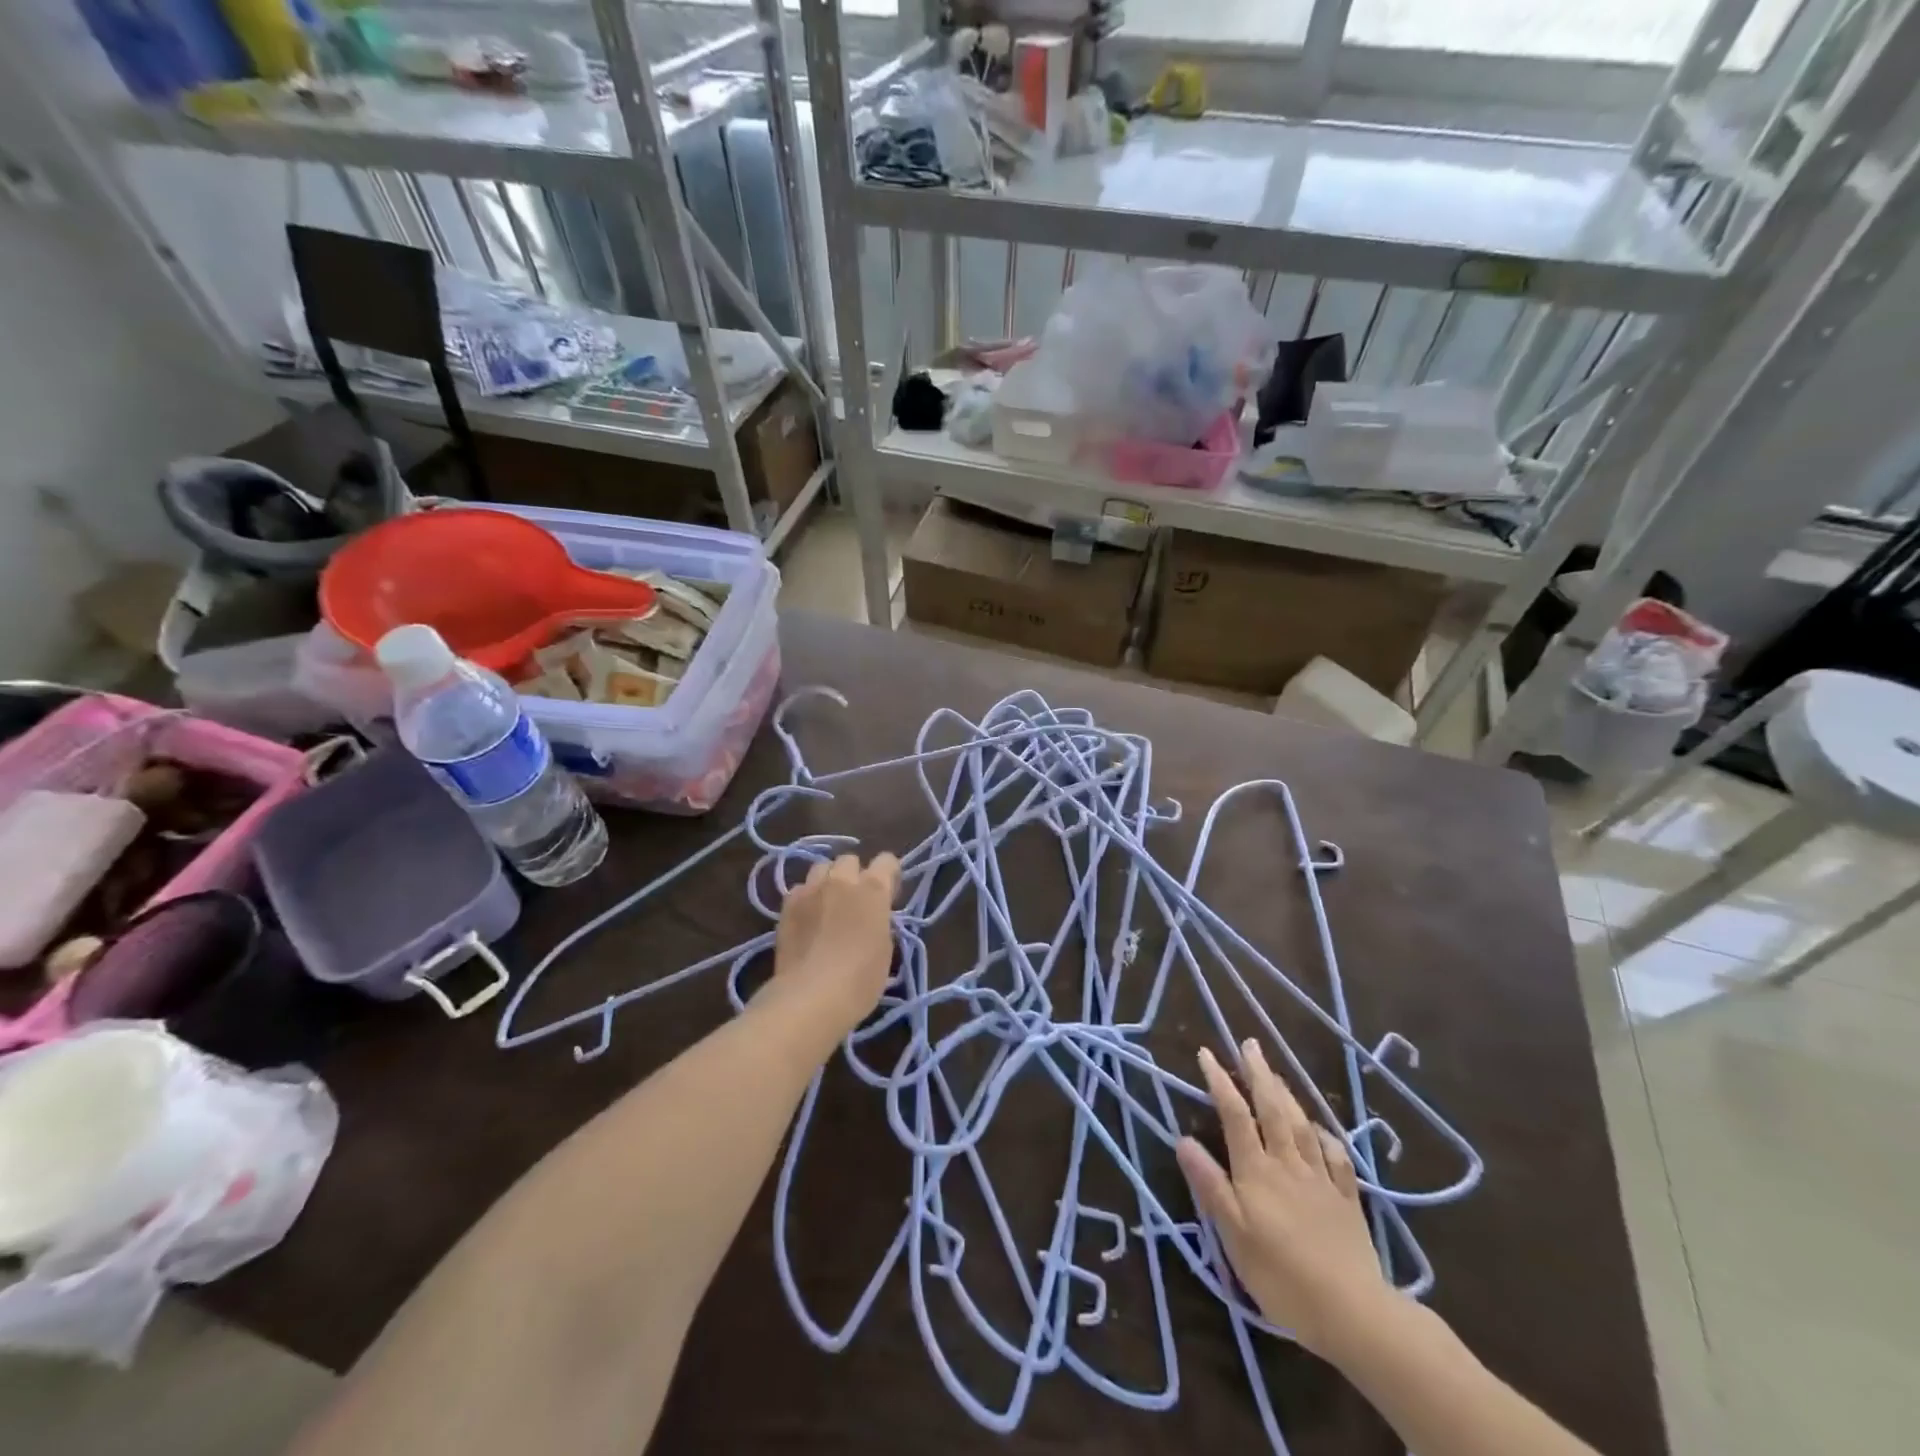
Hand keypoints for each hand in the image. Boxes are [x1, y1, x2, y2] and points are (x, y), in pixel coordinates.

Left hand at [770, 852, 900, 1034]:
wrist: (811, 996)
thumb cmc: (860, 979)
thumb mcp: (884, 950)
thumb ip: (880, 922)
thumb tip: (872, 917)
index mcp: (873, 889)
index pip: (886, 861)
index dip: (889, 874)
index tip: (888, 894)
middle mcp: (842, 880)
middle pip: (849, 860)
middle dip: (854, 875)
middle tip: (855, 901)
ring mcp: (811, 889)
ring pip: (821, 868)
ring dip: (828, 881)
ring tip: (828, 904)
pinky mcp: (787, 904)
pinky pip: (800, 889)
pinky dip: (806, 898)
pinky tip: (807, 918)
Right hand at [1177, 1040, 1393, 1363]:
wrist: (1353, 1311)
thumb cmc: (1281, 1275)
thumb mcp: (1233, 1233)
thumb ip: (1210, 1184)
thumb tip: (1183, 1139)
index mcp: (1256, 1171)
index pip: (1235, 1115)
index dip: (1220, 1082)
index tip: (1206, 1054)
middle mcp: (1288, 1164)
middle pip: (1272, 1109)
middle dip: (1258, 1074)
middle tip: (1249, 1044)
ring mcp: (1321, 1180)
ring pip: (1302, 1126)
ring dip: (1287, 1095)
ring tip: (1275, 1073)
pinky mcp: (1347, 1200)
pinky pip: (1336, 1157)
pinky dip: (1326, 1136)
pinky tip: (1321, 1129)